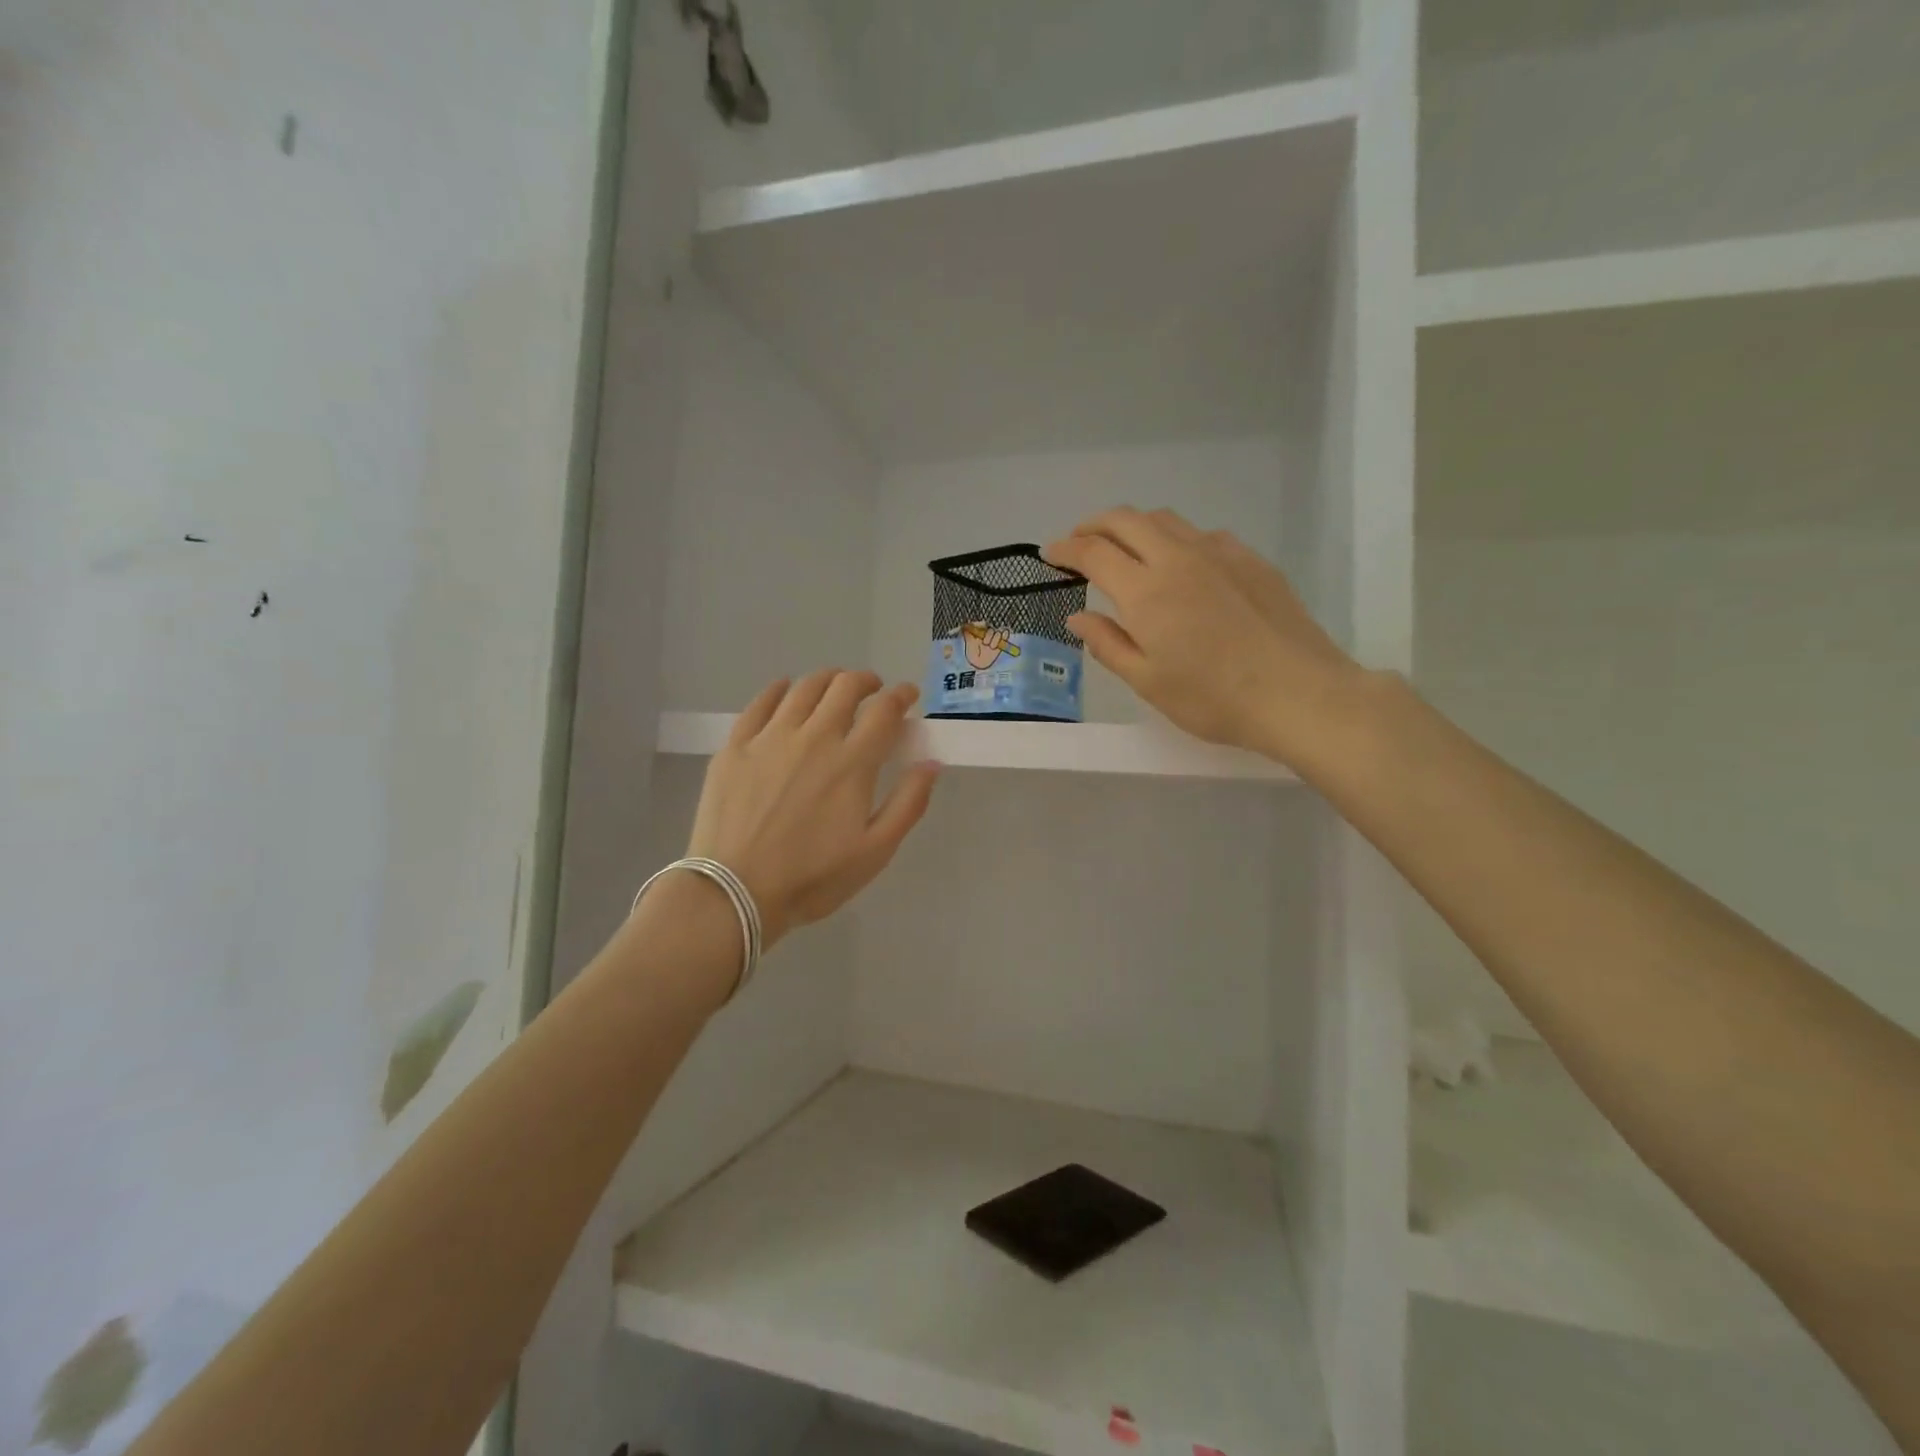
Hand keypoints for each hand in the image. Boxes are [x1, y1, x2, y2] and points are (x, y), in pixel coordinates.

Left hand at [685, 671, 938, 946]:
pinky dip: (780, 689)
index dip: (901, 695)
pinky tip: (785, 691)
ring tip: (834, 688)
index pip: (885, 710)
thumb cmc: (813, 878)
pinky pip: (761, 702)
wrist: (734, 893)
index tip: (908, 696)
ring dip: (828, 680)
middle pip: (844, 687)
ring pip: (805, 688)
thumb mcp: (876, 851)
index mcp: (852, 762)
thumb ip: (908, 803)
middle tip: (873, 691)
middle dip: (866, 681)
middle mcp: (814, 737)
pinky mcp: (736, 746)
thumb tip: (931, 763)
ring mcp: (770, 738)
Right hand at [1043, 508, 1361, 765]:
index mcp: (1146, 591)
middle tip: (1079, 542)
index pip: (1094, 553)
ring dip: (1134, 526)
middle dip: (1094, 525)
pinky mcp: (1250, 559)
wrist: (1298, 694)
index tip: (1050, 554)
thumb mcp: (1148, 682)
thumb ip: (1108, 644)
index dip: (1066, 549)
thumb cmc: (1213, 698)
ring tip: (1124, 548)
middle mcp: (1178, 558)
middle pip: (1127, 520)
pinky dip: (1175, 538)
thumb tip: (1077, 617)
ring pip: (1165, 520)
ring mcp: (1219, 553)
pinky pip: (1201, 534)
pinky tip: (1180, 564)